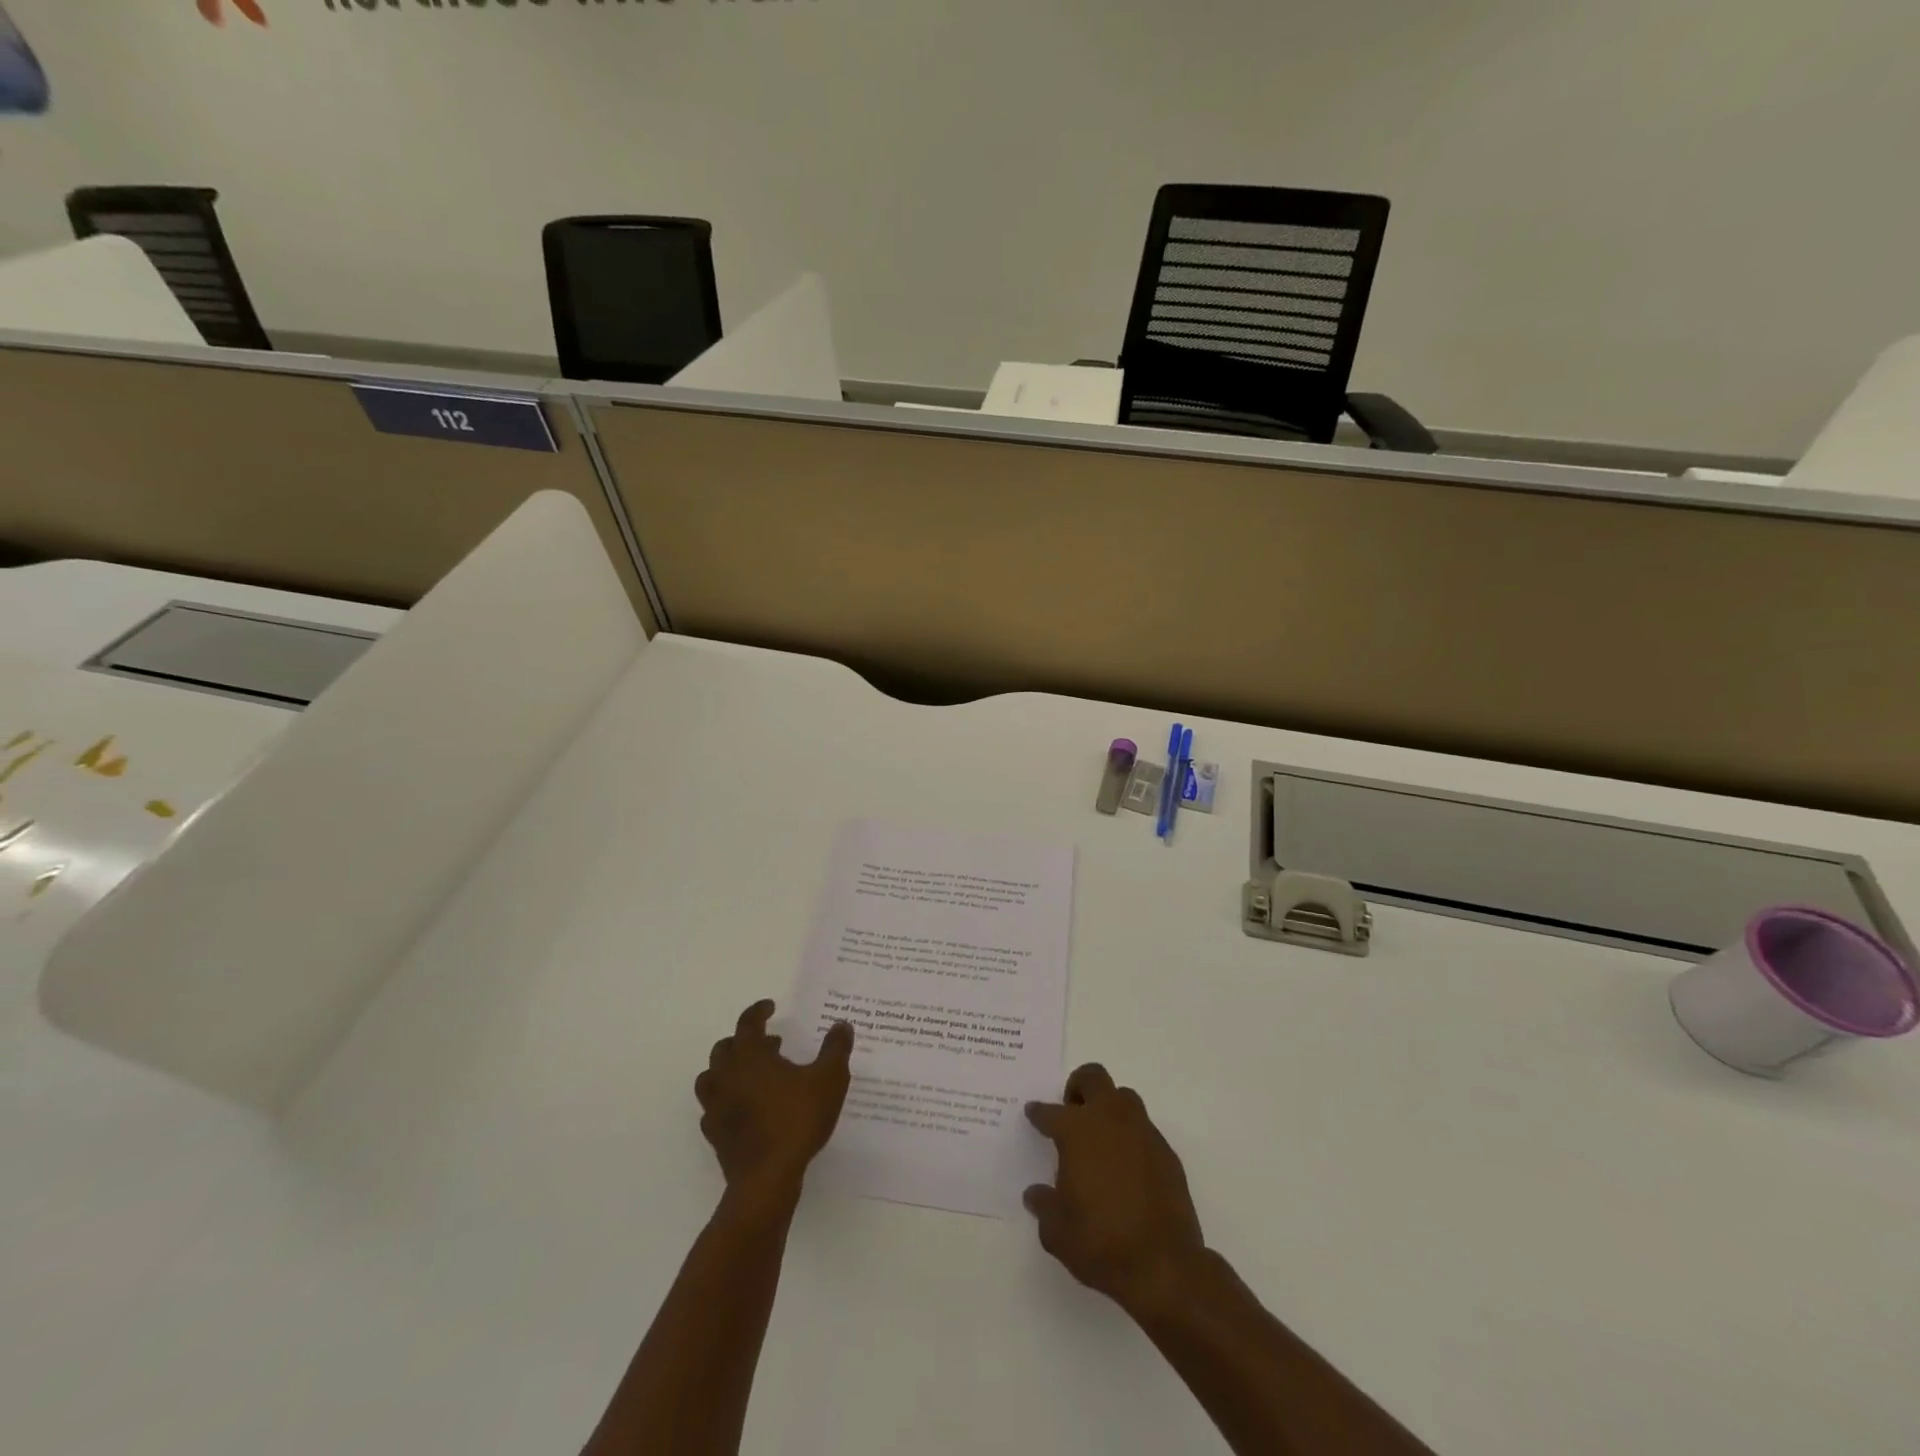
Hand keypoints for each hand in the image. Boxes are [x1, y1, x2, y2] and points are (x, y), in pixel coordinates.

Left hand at [694, 1001, 853, 1198]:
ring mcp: (716, 1106)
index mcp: (750, 1056)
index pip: (748, 1023)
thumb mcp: (829, 1080)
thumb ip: (835, 1049)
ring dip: (729, 1069)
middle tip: (770, 1044)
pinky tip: (745, 1108)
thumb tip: (841, 1025)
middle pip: (724, 1048)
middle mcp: (727, 1076)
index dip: (758, 1011)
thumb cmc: (797, 1121)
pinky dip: (726, 1100)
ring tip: (754, 1075)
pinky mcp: (715, 1134)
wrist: (767, 1179)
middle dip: (744, 1040)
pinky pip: (713, 1108)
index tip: (770, 1006)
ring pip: (711, 1077)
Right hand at [1024, 1064, 1205, 1316]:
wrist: (1164, 1266)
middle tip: (1071, 1113)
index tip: (1033, 1113)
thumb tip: (1036, 1193)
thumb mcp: (1057, 1232)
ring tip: (1099, 1140)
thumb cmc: (1101, 1243)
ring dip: (1108, 1109)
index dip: (1038, 1113)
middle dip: (1078, 1088)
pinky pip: (1143, 1130)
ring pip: (1123, 1098)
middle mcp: (1110, 1120)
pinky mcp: (1166, 1152)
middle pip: (1093, 1078)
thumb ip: (1044, 1205)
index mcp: (1077, 1131)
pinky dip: (1130, 1139)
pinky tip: (1125, 1168)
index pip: (1050, 1112)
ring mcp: (1142, 1132)